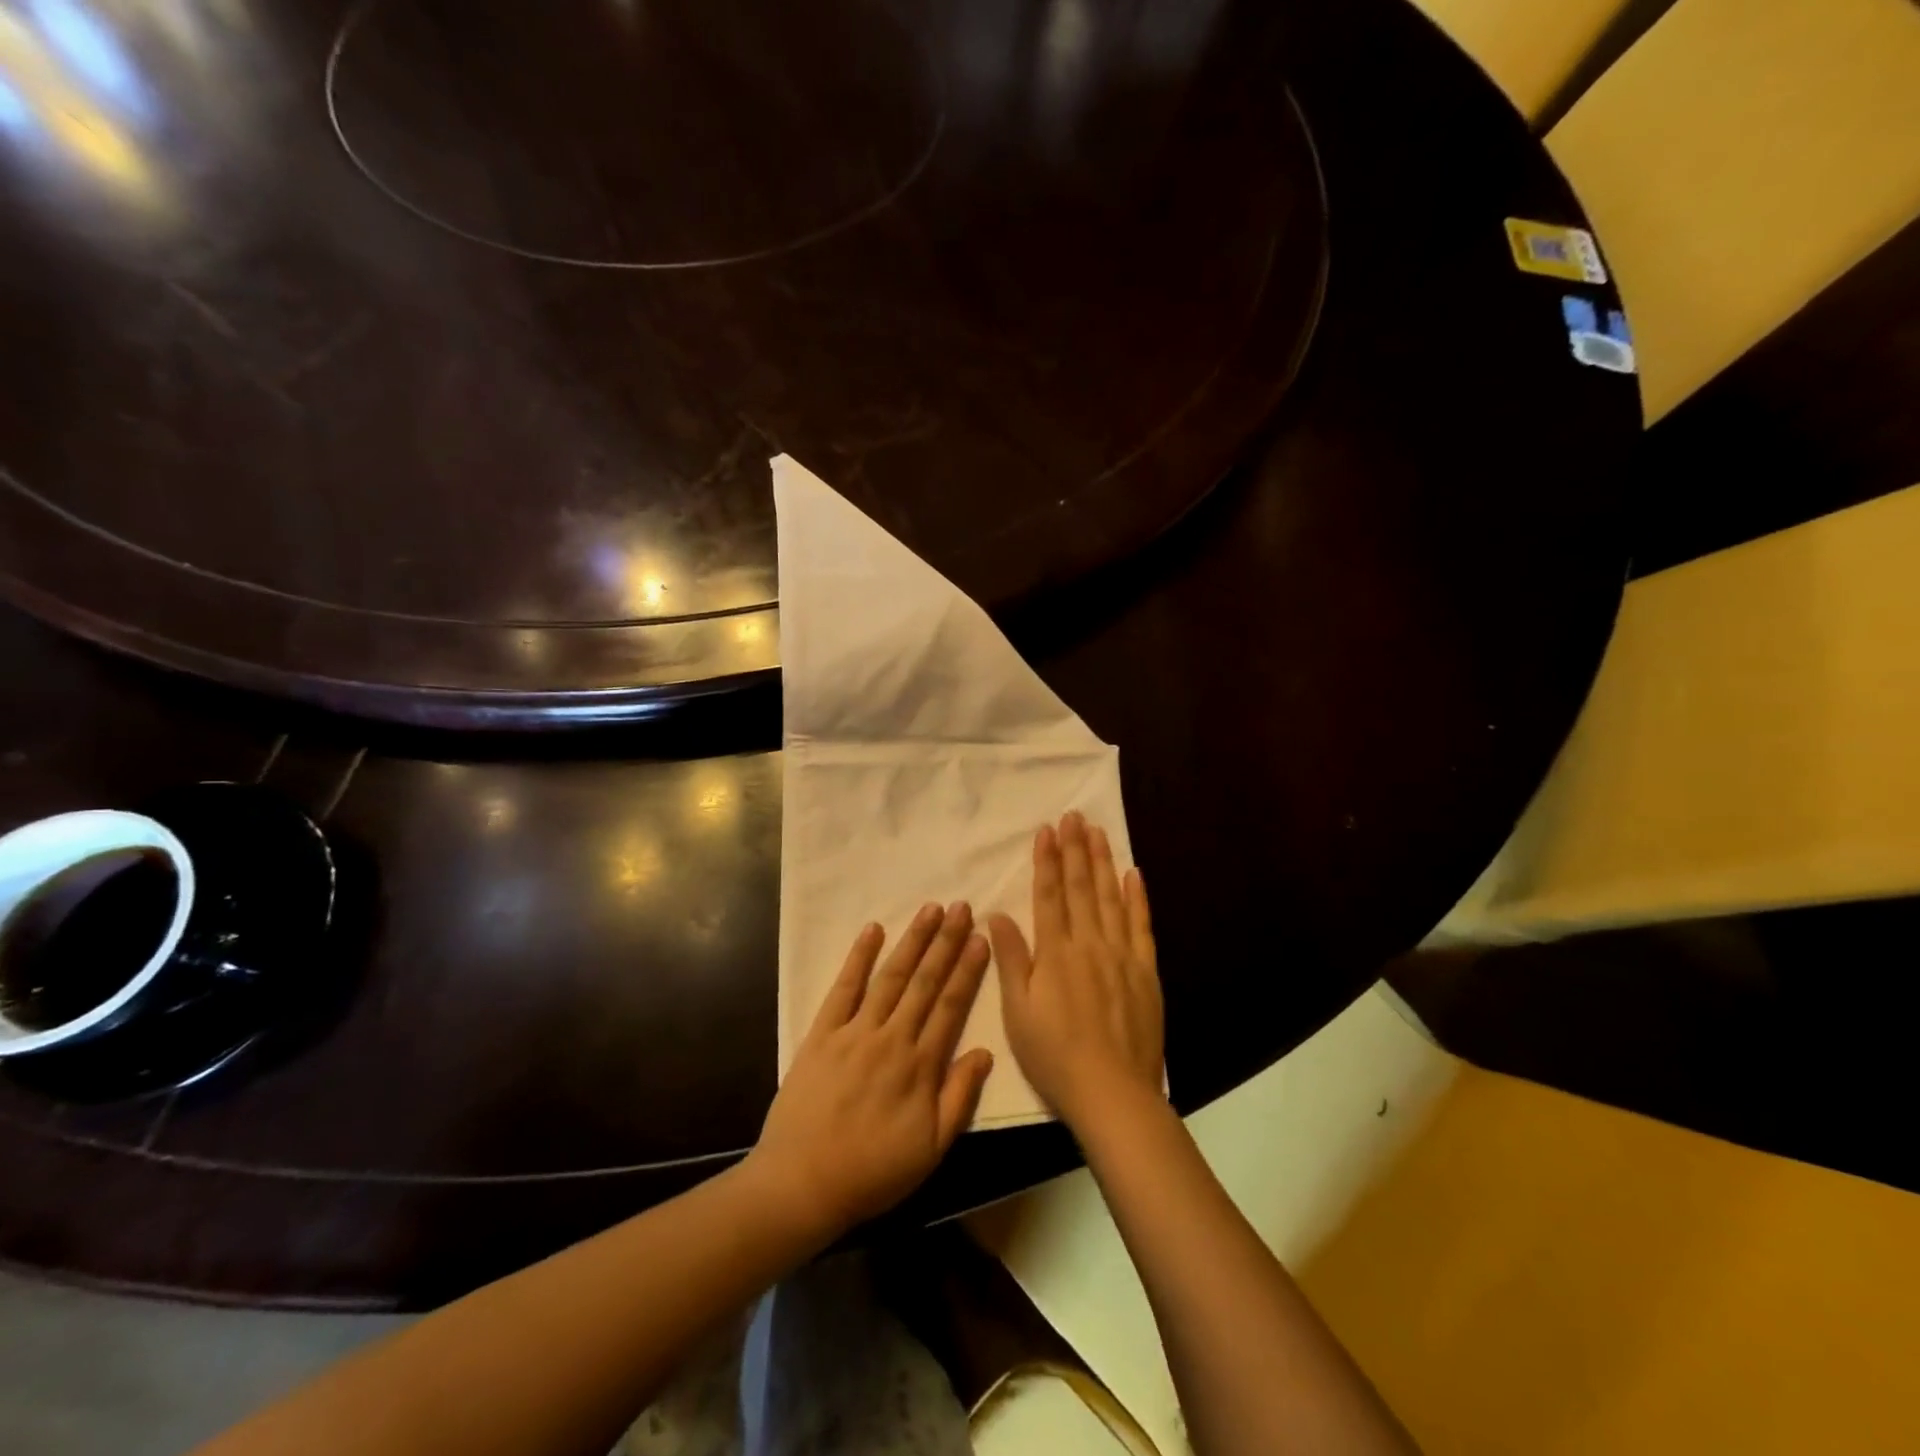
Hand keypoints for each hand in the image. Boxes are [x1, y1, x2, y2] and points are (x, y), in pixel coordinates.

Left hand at [748, 903, 994, 1240]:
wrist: (802, 1183)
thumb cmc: (873, 1172)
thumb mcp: (931, 1150)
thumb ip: (959, 1098)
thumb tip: (985, 1051)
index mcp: (921, 1066)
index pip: (951, 1006)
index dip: (968, 969)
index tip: (981, 937)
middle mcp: (892, 1038)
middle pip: (925, 982)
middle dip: (945, 942)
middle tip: (961, 907)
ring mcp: (855, 1031)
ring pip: (891, 977)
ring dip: (912, 941)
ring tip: (930, 909)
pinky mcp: (822, 1033)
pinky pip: (843, 988)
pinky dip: (858, 957)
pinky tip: (873, 930)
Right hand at [990, 812, 1162, 1133]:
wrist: (1113, 1093)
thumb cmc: (1055, 1056)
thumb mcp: (1018, 1013)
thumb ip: (1010, 960)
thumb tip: (996, 915)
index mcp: (1055, 953)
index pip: (1050, 895)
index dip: (1047, 861)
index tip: (1047, 831)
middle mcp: (1089, 944)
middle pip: (1082, 888)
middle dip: (1075, 849)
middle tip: (1074, 816)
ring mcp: (1121, 955)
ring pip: (1111, 898)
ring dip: (1103, 862)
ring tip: (1098, 832)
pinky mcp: (1145, 971)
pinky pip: (1141, 926)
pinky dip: (1137, 898)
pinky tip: (1134, 874)